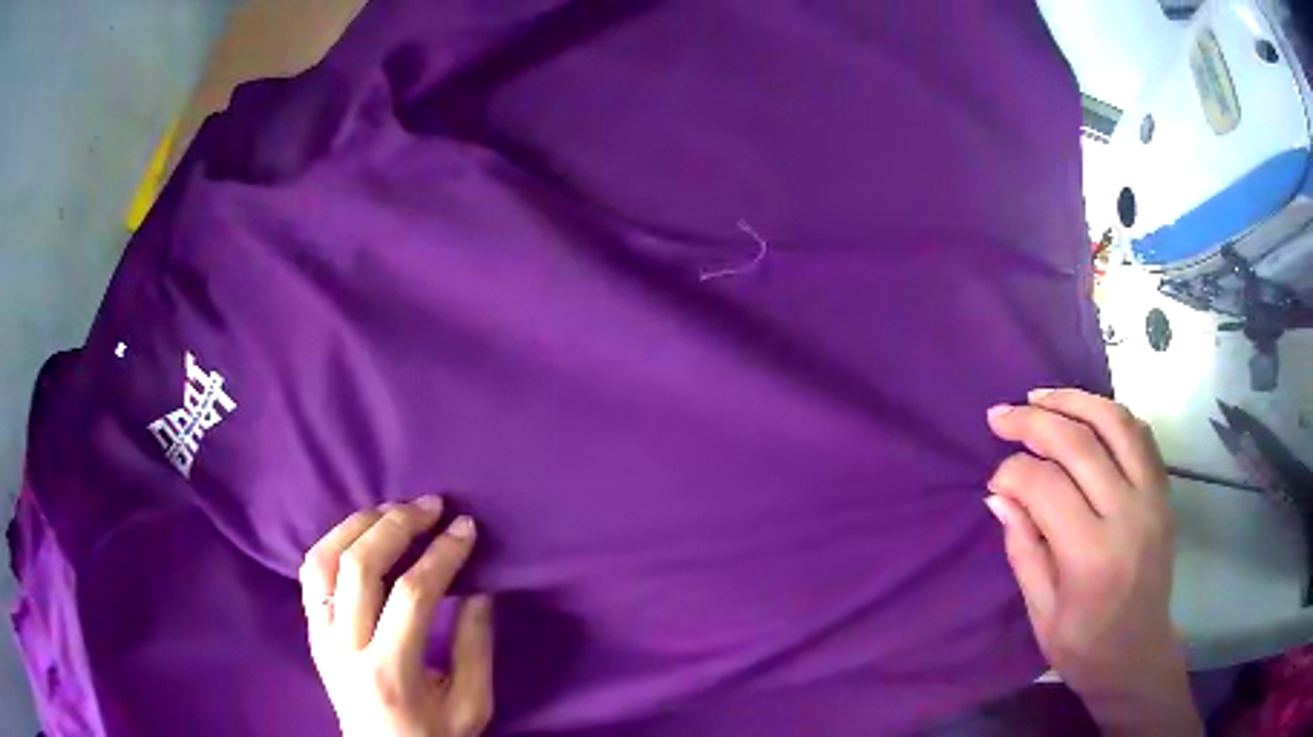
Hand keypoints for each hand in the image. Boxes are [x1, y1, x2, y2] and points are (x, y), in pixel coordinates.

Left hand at [299, 498, 493, 736]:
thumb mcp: (470, 705)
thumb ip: (475, 647)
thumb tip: (479, 588)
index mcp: (390, 672)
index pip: (411, 595)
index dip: (442, 555)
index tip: (466, 528)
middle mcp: (344, 648)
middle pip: (360, 567)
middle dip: (398, 526)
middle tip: (430, 506)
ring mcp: (319, 637)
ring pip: (324, 560)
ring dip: (358, 525)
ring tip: (392, 510)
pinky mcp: (311, 632)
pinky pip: (311, 573)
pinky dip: (334, 543)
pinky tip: (360, 534)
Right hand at [985, 389, 1199, 734]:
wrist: (1138, 654)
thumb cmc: (1084, 647)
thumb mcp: (1041, 612)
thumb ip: (1022, 548)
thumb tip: (998, 495)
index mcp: (1090, 556)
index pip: (1045, 487)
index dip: (1012, 473)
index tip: (994, 481)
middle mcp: (1127, 514)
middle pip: (1079, 442)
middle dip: (1033, 421)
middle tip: (1001, 416)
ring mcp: (1152, 497)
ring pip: (1115, 422)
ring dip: (1074, 400)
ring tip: (1040, 398)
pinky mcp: (1164, 490)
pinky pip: (1139, 433)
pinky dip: (1109, 414)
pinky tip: (1085, 414)